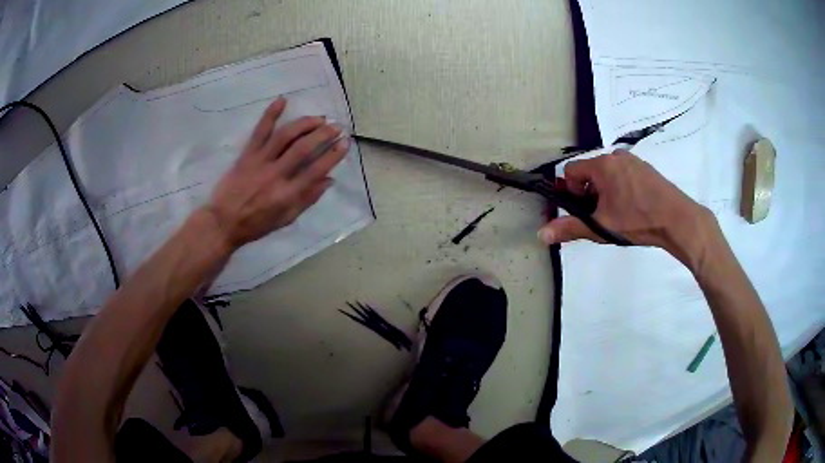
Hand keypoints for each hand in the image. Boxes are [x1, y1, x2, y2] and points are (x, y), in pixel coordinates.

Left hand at [205, 97, 348, 248]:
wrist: (223, 222)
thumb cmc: (256, 224)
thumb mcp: (286, 219)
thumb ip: (307, 199)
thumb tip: (329, 179)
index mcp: (287, 194)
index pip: (316, 170)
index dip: (333, 155)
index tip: (345, 143)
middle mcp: (276, 175)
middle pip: (303, 148)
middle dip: (323, 135)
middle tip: (336, 127)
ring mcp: (260, 162)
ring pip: (285, 136)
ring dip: (304, 124)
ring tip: (318, 118)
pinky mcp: (247, 155)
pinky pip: (260, 131)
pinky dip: (270, 114)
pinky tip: (282, 100)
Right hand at [538, 150, 716, 266]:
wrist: (676, 219)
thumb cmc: (637, 220)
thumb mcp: (601, 227)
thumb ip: (571, 228)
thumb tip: (541, 234)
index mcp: (602, 165)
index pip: (571, 171)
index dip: (572, 192)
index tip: (586, 209)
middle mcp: (615, 155)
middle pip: (590, 172)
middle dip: (590, 193)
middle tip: (604, 214)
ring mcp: (633, 160)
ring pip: (608, 173)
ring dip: (606, 191)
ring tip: (620, 212)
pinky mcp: (646, 167)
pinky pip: (624, 173)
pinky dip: (622, 187)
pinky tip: (634, 206)